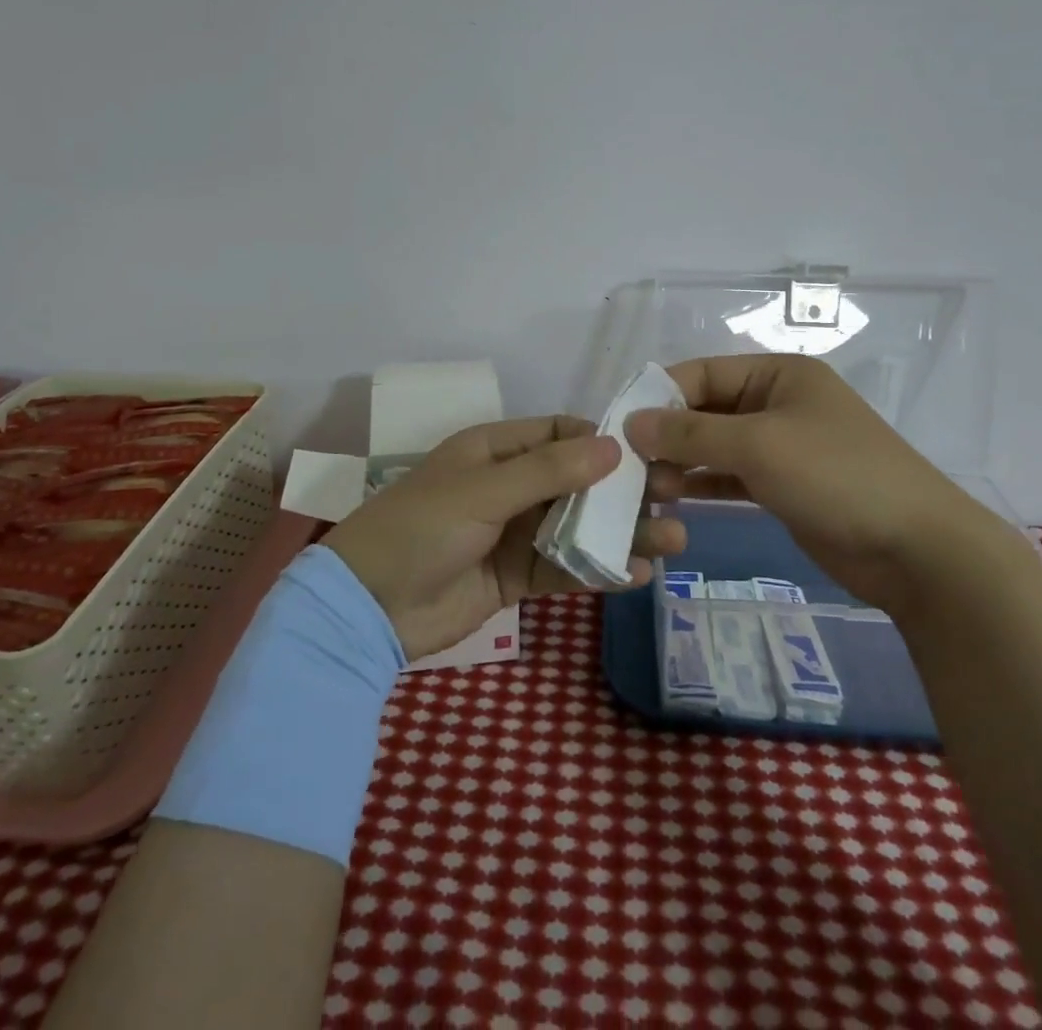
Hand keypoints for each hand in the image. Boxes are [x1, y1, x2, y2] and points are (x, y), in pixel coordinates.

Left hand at [323, 416, 687, 660]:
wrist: (366, 608)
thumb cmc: (420, 529)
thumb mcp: (482, 492)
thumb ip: (548, 471)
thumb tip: (613, 446)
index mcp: (494, 451)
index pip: (558, 433)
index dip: (601, 440)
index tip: (647, 453)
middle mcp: (508, 486)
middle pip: (576, 481)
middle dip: (623, 490)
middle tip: (675, 496)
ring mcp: (513, 533)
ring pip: (577, 526)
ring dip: (621, 533)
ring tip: (672, 539)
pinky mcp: (515, 577)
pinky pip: (564, 568)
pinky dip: (598, 570)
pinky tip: (637, 575)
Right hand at [625, 354, 995, 600]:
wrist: (917, 550)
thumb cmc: (836, 476)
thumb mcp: (758, 446)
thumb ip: (691, 433)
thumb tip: (632, 422)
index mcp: (779, 374)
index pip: (703, 373)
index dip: (660, 396)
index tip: (621, 428)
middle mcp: (779, 402)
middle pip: (707, 409)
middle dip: (669, 435)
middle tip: (632, 468)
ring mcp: (784, 446)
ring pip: (717, 445)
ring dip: (683, 462)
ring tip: (649, 488)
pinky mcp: (785, 486)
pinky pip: (732, 476)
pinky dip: (705, 483)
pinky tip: (674, 498)